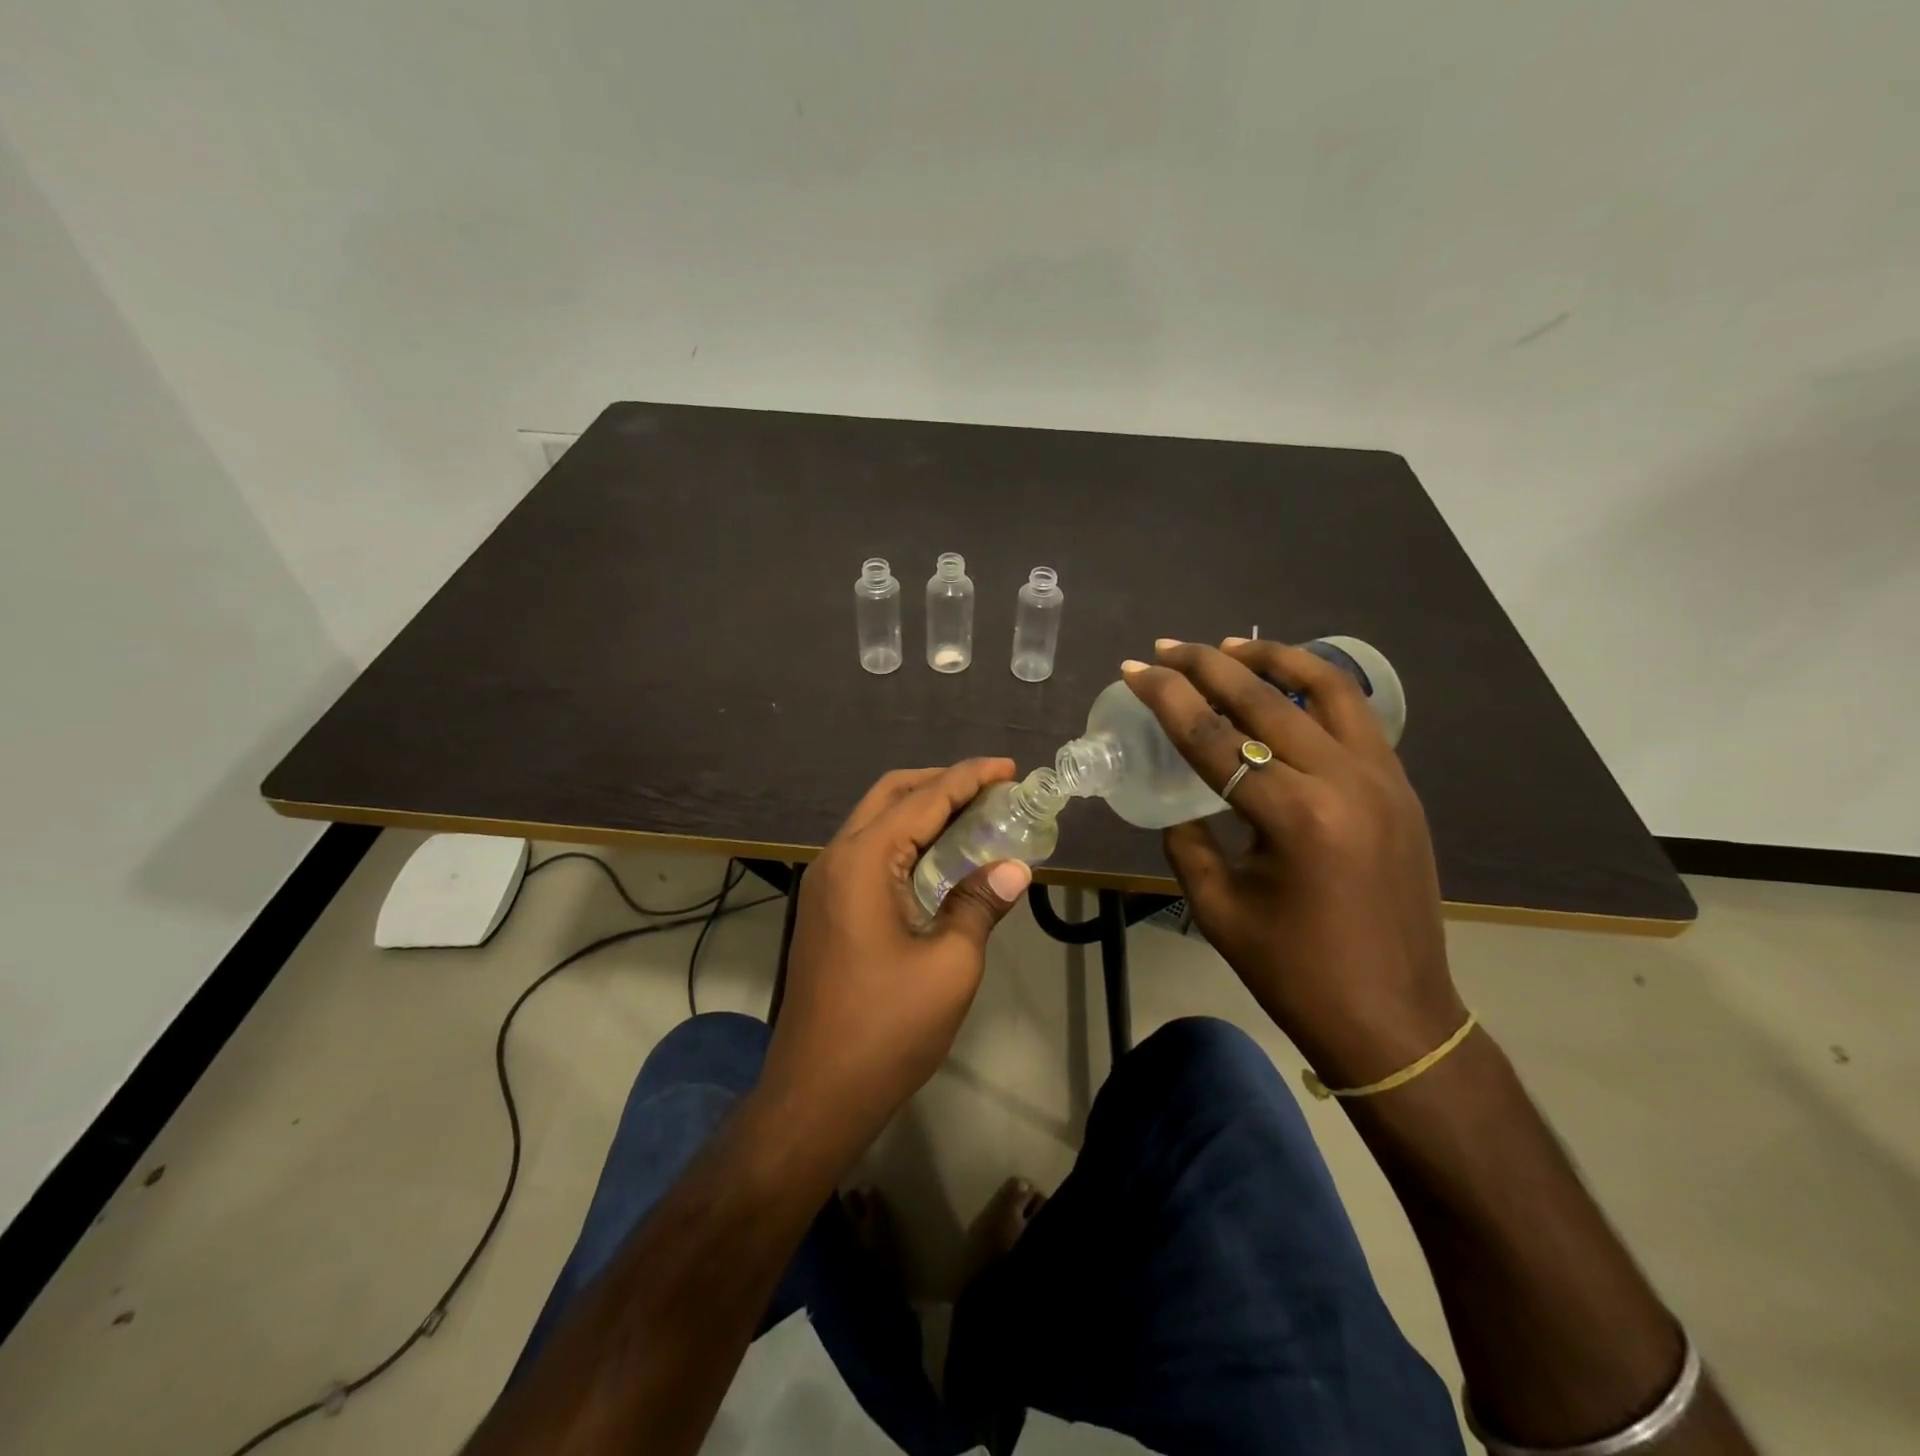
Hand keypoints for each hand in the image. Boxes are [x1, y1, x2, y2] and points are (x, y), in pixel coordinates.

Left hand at [760, 760, 1032, 1155]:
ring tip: (973, 817)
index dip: (969, 778)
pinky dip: (905, 841)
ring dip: (921, 811)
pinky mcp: (825, 908)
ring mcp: (824, 884)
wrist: (817, 1093)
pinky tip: (939, 860)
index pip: (924, 799)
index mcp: (863, 861)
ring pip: (876, 822)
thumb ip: (981, 904)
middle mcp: (836, 859)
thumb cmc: (887, 1028)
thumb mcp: (950, 964)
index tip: (1009, 768)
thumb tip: (1015, 868)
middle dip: (941, 783)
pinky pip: (868, 853)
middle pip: (890, 795)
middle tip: (991, 790)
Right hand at [1123, 640, 1465, 1088]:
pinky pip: (1357, 717)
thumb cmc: (1296, 973)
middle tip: (1167, 647)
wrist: (1395, 1019)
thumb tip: (1181, 806)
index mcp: (1295, 817)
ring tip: (1231, 646)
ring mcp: (1384, 780)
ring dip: (1274, 659)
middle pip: (1266, 699)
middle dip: (1207, 664)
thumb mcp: (1218, 909)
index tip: (1134, 669)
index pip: (1214, 738)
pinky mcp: (1401, 789)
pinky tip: (1285, 692)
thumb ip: (1189, 843)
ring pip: (1329, 689)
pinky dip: (1317, 690)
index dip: (1167, 699)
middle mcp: (1345, 781)